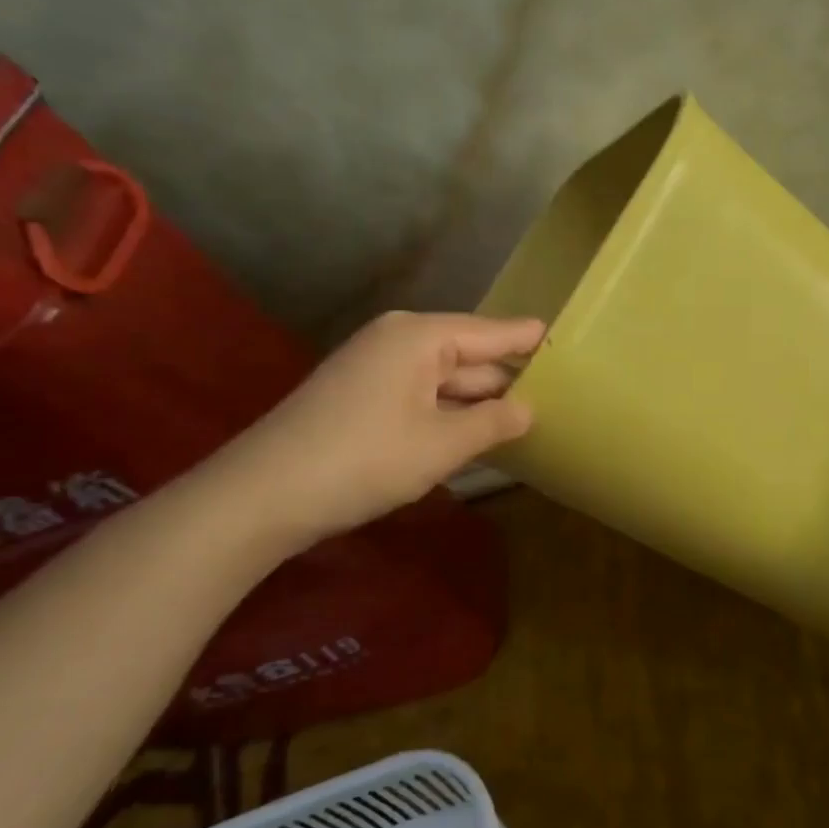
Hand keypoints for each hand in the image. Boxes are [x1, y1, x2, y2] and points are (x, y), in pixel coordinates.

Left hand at [215, 311, 543, 552]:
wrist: (263, 495)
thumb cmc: (365, 459)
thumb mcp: (443, 444)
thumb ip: (494, 421)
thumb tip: (528, 408)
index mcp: (420, 336)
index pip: (492, 332)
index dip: (529, 340)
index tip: (565, 340)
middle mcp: (398, 340)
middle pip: (468, 354)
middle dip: (506, 378)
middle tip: (558, 394)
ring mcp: (375, 367)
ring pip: (444, 378)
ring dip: (478, 401)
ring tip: (527, 416)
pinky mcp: (361, 395)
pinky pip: (421, 394)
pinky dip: (448, 412)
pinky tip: (474, 433)